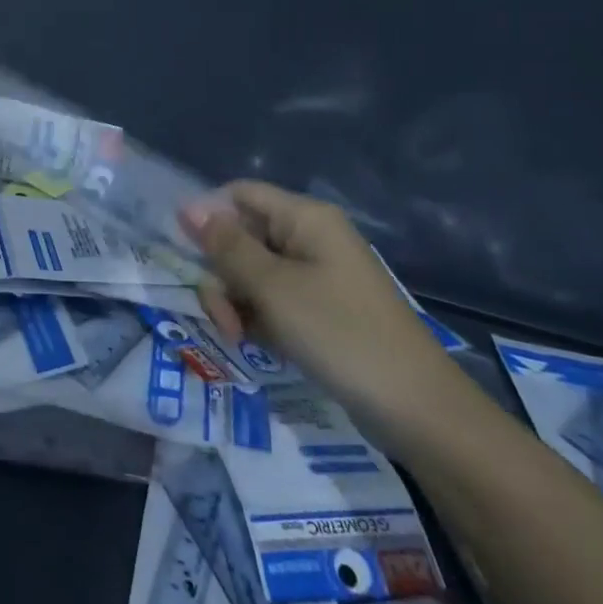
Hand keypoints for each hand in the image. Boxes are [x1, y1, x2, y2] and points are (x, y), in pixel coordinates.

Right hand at [183, 181, 470, 455]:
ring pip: (253, 274)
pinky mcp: (321, 310)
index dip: (208, 218)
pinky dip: (259, 319)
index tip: (186, 257)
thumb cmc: (340, 334)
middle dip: (223, 275)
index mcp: (305, 218)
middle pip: (242, 237)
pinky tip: (259, 346)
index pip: (239, 195)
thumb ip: (227, 247)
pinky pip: (274, 300)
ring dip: (237, 303)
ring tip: (241, 338)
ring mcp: (317, 275)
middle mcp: (310, 238)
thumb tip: (189, 207)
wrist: (416, 408)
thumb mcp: (273, 288)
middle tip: (223, 318)